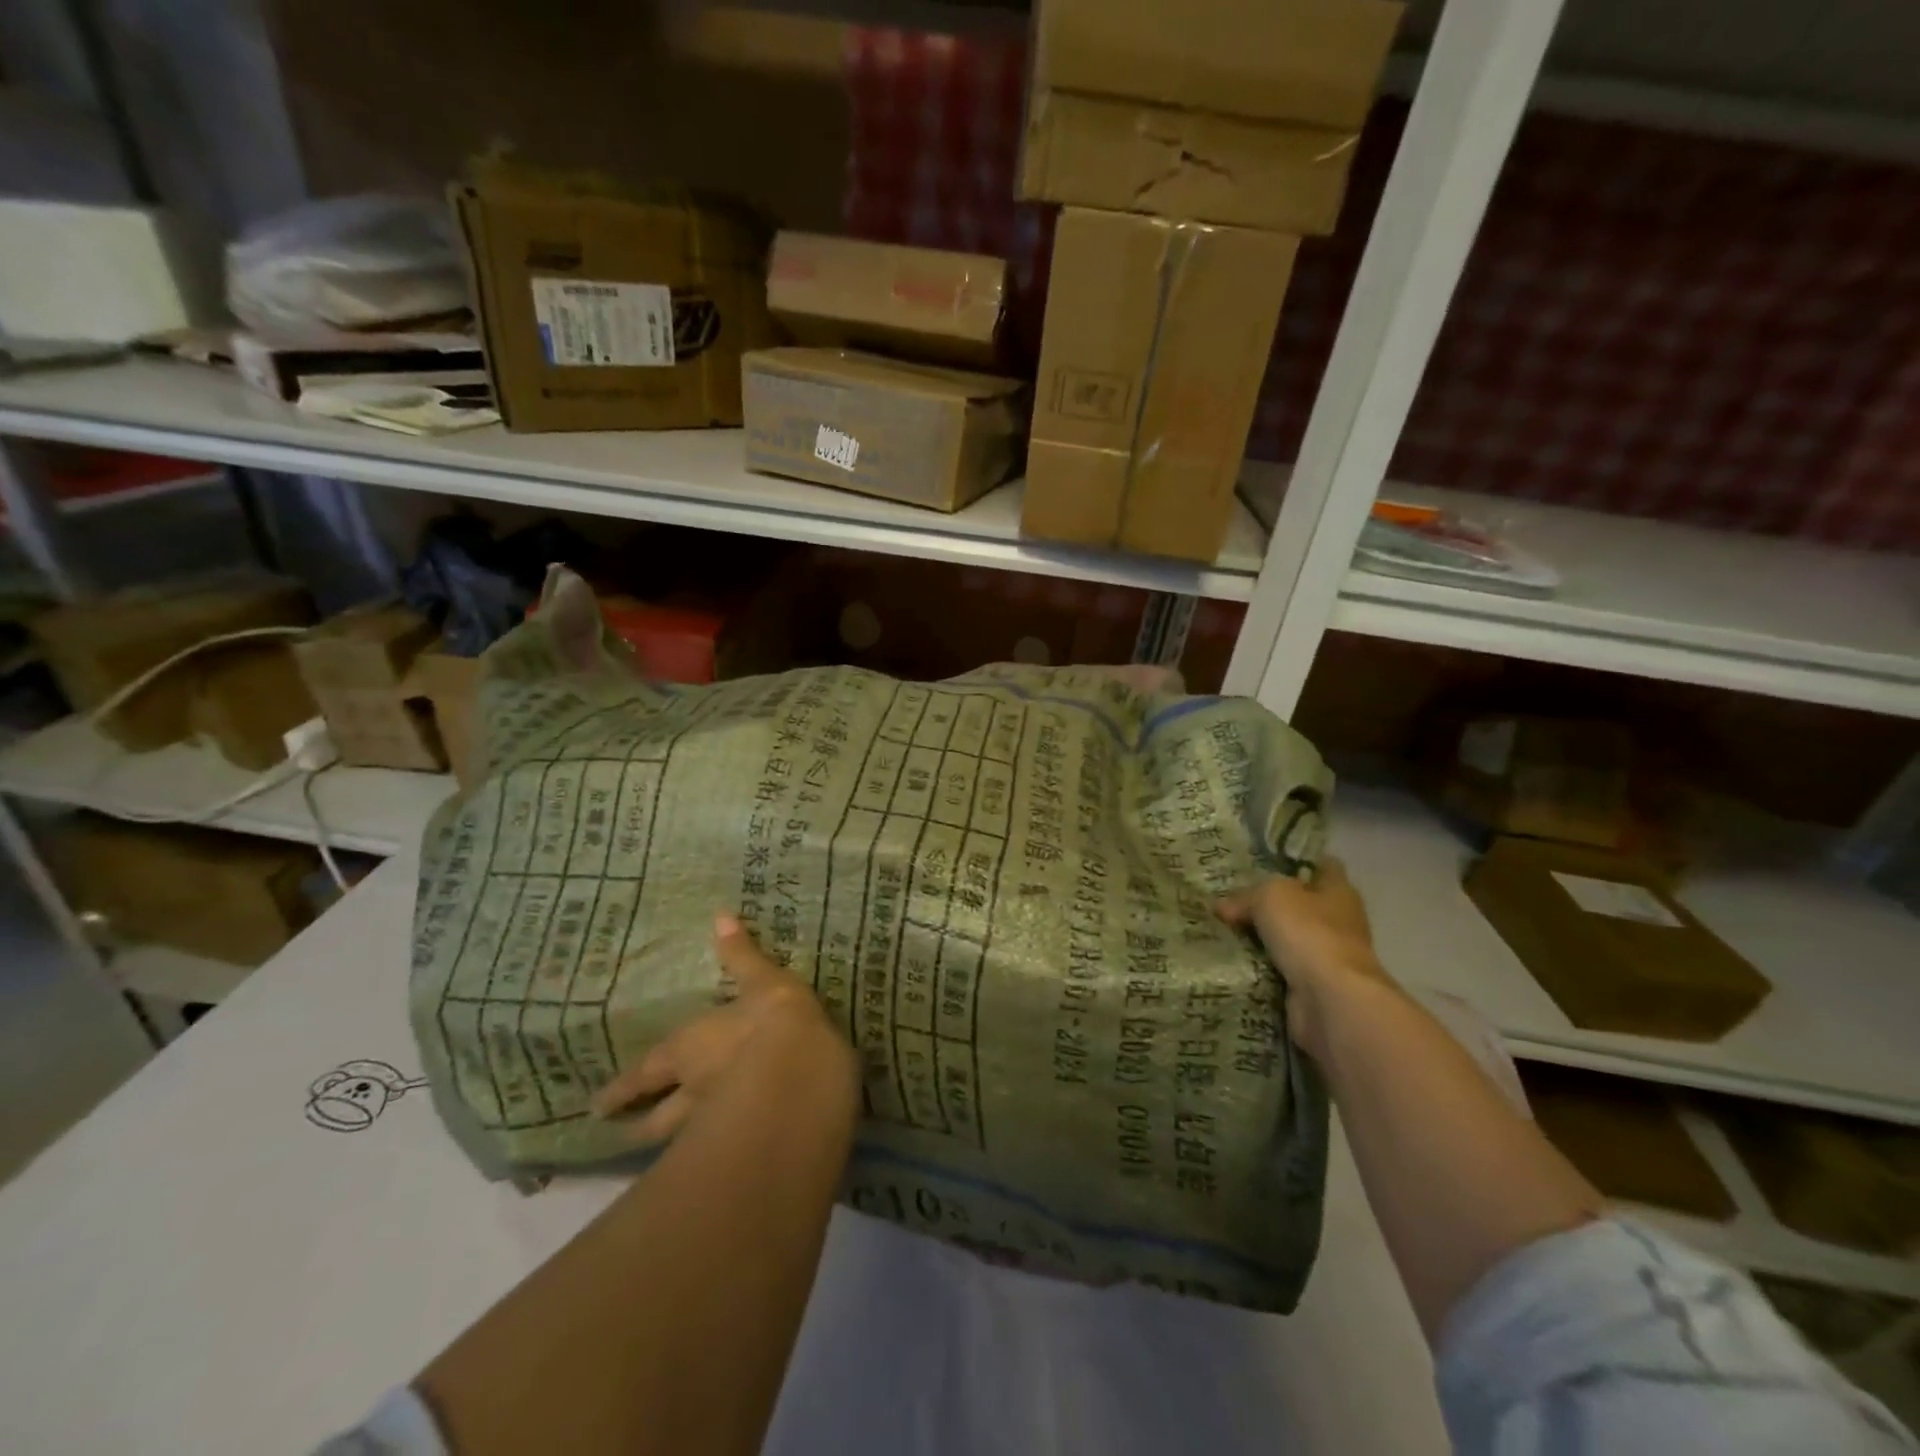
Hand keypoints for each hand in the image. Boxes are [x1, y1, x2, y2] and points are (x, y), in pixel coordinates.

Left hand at [591, 914, 856, 1145]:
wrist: (804, 1073)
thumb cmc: (776, 1020)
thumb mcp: (764, 979)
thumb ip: (742, 955)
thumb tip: (720, 914)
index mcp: (692, 1049)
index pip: (647, 1073)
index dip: (623, 1089)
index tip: (598, 1107)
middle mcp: (693, 1091)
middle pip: (654, 1118)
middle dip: (636, 1125)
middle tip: (619, 1134)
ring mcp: (714, 1127)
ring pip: (678, 1143)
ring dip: (667, 1148)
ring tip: (658, 1163)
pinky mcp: (744, 1148)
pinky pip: (717, 1156)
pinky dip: (709, 1160)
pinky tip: (715, 1168)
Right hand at [1216, 858, 1396, 1055]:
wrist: (1330, 999)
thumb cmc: (1308, 932)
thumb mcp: (1270, 896)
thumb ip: (1245, 896)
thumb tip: (1223, 907)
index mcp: (1338, 890)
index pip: (1320, 864)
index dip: (1294, 860)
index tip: (1260, 860)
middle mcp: (1338, 920)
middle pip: (1300, 903)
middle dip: (1269, 902)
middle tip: (1229, 898)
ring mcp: (1328, 955)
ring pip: (1288, 937)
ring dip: (1262, 938)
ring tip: (1222, 929)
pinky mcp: (1314, 986)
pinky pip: (1281, 968)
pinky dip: (1261, 966)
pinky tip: (1233, 960)